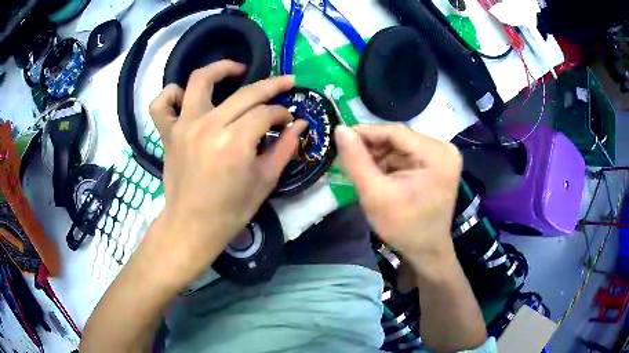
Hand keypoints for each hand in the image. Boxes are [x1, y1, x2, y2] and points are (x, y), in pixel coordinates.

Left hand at [148, 60, 306, 275]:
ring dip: (221, 68)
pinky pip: (161, 104)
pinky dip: (171, 94)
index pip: (266, 113)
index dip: (283, 113)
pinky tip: (185, 97)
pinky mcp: (167, 133)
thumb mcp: (264, 182)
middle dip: (271, 85)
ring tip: (236, 70)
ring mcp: (184, 126)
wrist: (191, 226)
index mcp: (235, 143)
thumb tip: (300, 124)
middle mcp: (208, 126)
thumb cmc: (230, 211)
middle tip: (284, 84)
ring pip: (200, 80)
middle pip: (245, 93)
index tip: (288, 120)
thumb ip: (284, 148)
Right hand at [335, 124, 461, 275]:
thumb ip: (356, 161)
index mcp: (437, 155)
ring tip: (362, 168)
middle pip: (400, 138)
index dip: (366, 132)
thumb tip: (340, 129)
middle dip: (373, 146)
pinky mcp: (438, 163)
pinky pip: (408, 153)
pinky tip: (378, 173)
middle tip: (349, 156)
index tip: (340, 135)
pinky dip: (390, 161)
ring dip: (380, 154)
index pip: (396, 132)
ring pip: (401, 145)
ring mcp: (443, 155)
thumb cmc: (404, 227)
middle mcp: (444, 148)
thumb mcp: (375, 195)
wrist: (426, 250)